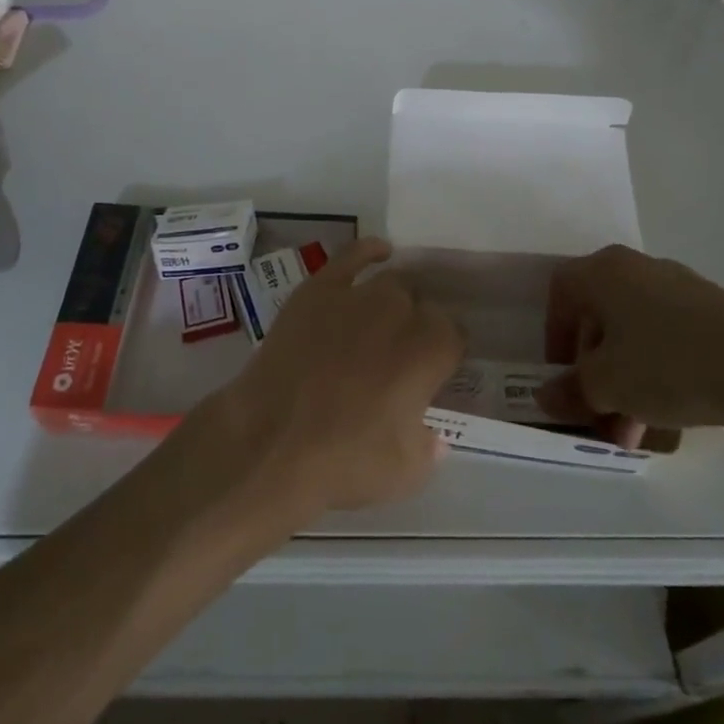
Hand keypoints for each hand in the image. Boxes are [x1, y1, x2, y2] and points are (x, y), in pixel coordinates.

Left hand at [203, 238, 464, 515]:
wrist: (270, 441)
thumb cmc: (343, 461)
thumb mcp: (406, 473)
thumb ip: (428, 448)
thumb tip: (434, 436)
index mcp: (429, 352)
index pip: (453, 335)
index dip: (444, 353)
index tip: (435, 371)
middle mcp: (399, 313)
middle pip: (421, 305)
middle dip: (417, 326)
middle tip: (401, 356)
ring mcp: (355, 296)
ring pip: (390, 283)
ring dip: (394, 300)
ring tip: (385, 320)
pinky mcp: (316, 291)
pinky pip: (349, 257)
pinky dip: (368, 251)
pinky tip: (379, 252)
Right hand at [535, 245, 723, 447]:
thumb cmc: (667, 364)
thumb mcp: (607, 385)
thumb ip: (570, 390)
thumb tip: (545, 397)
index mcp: (604, 271)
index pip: (560, 293)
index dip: (554, 335)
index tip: (561, 374)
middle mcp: (638, 268)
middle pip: (600, 318)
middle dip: (594, 371)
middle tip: (598, 412)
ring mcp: (681, 288)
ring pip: (636, 334)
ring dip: (627, 381)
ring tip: (634, 432)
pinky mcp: (716, 312)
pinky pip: (670, 339)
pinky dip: (659, 373)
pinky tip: (669, 417)